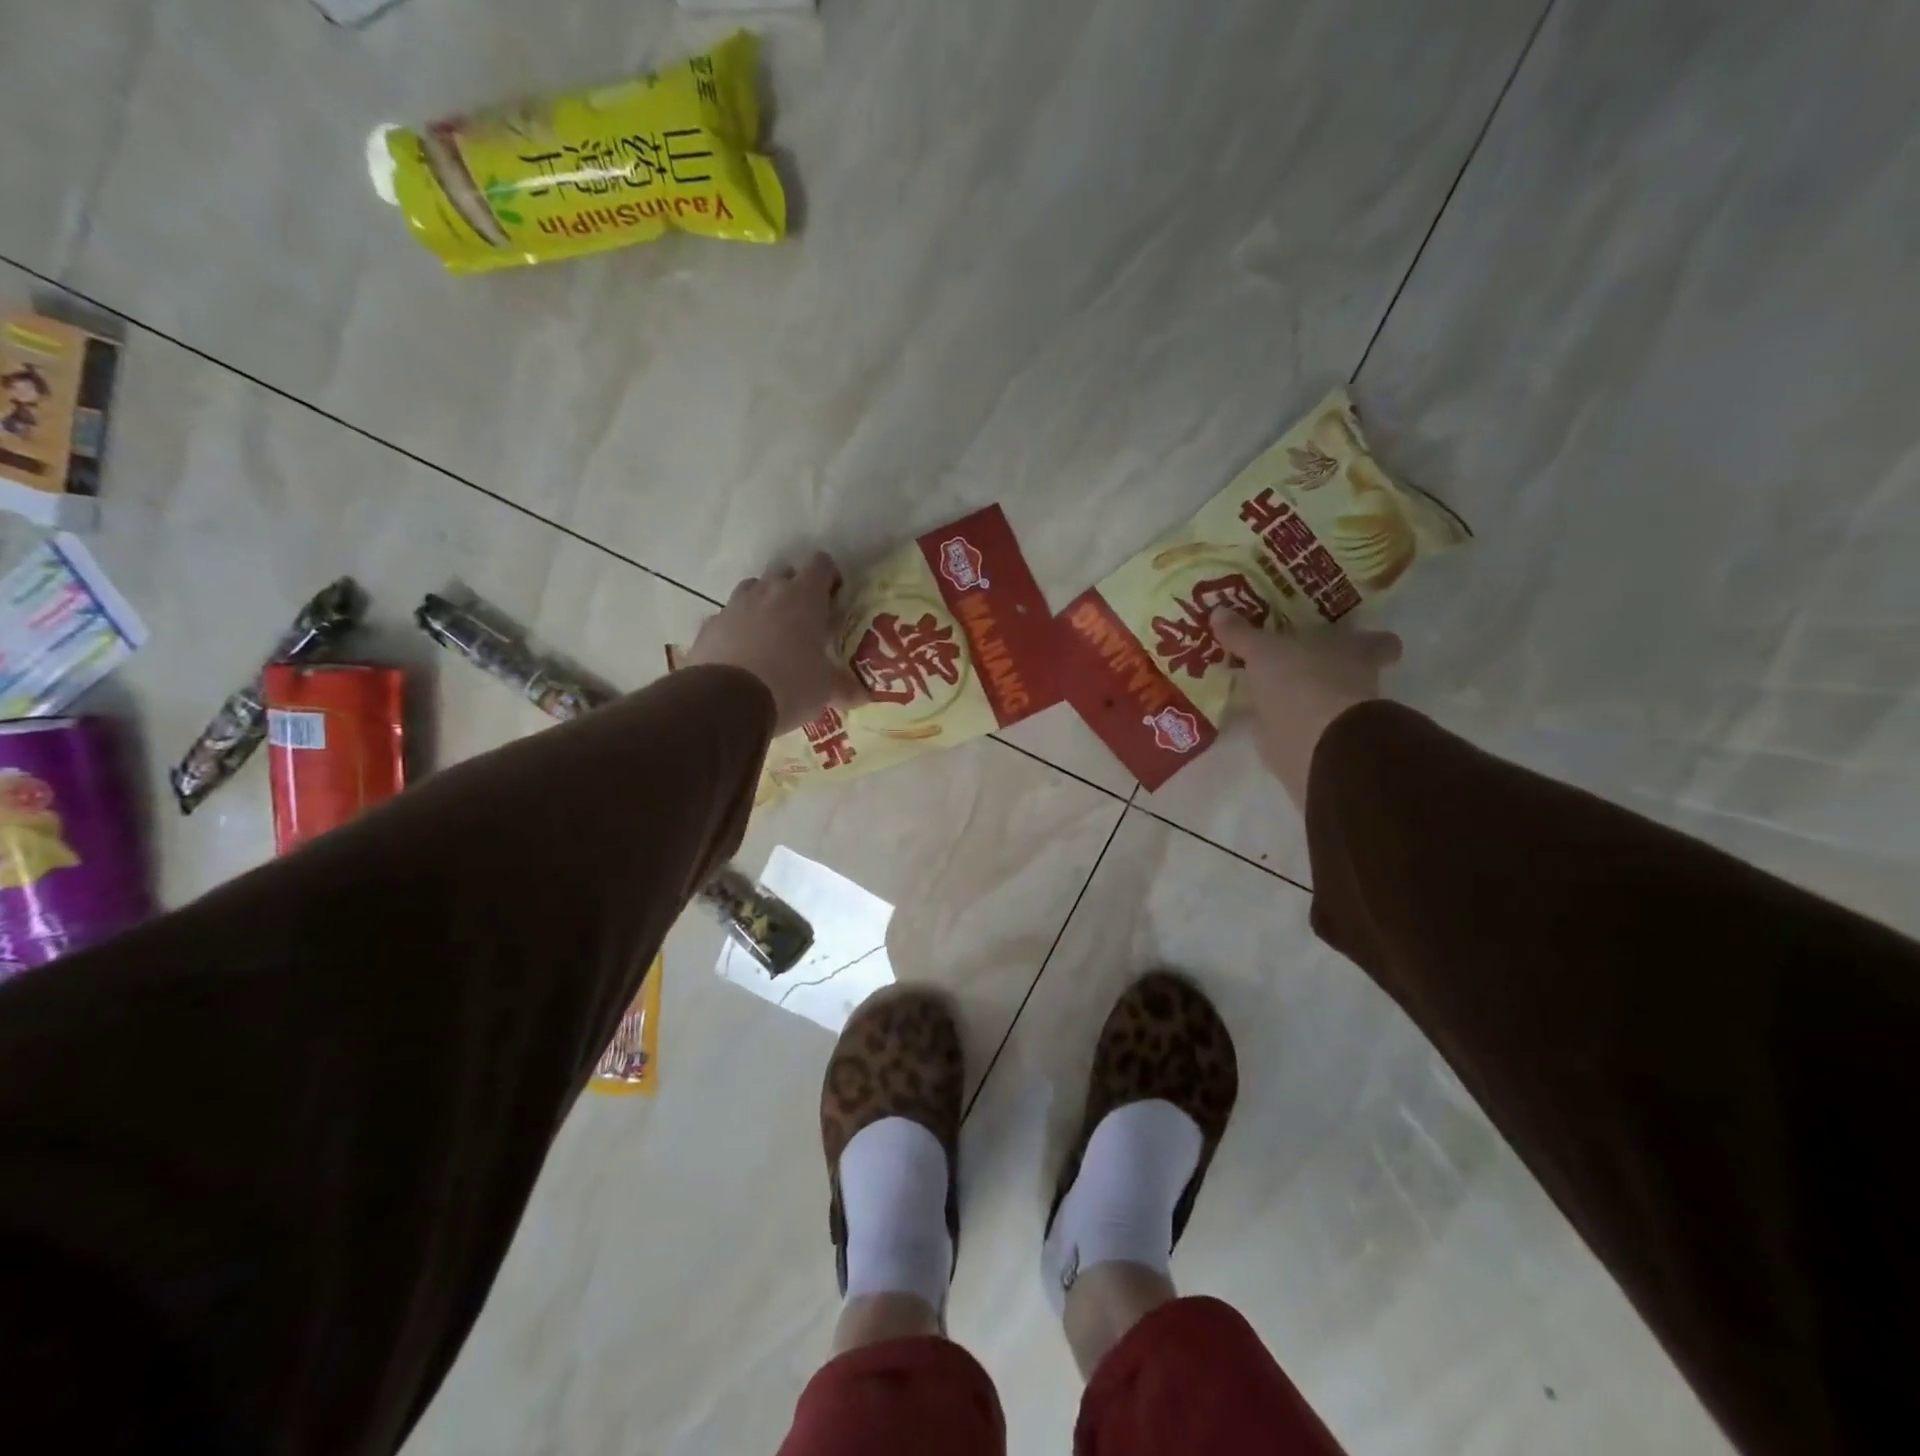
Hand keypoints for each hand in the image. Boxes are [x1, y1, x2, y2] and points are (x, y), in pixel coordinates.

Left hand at [683, 553, 867, 735]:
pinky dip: (737, 629)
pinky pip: (728, 618)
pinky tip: (743, 655)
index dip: (829, 577)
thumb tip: (864, 696)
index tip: (834, 599)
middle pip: (785, 573)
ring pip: (753, 590)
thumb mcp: (825, 690)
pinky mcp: (709, 626)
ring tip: (772, 635)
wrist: (726, 701)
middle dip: (796, 590)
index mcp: (804, 598)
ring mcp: (734, 606)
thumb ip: (845, 688)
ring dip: (764, 605)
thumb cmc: (790, 685)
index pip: (821, 564)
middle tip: (805, 621)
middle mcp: (768, 591)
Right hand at [1210, 609, 1401, 809]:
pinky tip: (1254, 717)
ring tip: (1261, 688)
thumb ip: (1242, 634)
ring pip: (1319, 700)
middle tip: (1290, 660)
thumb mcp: (1264, 650)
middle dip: (1322, 668)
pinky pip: (1293, 726)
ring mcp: (1336, 716)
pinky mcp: (1313, 743)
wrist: (1314, 744)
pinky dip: (1277, 723)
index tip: (1353, 637)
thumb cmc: (1302, 681)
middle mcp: (1353, 681)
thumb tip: (1217, 610)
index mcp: (1354, 651)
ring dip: (1297, 697)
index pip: (1377, 642)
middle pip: (1346, 670)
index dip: (1369, 640)